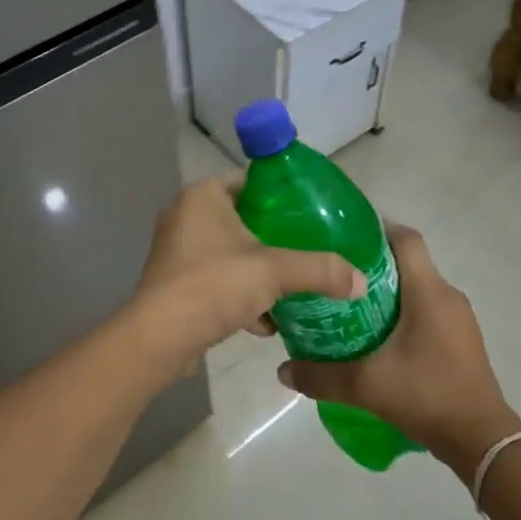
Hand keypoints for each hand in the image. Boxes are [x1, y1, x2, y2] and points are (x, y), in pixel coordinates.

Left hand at [130, 178, 365, 370]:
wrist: (160, 338)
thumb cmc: (214, 285)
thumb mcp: (275, 272)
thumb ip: (320, 270)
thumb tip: (360, 280)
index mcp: (203, 196)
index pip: (250, 182)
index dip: (282, 195)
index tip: (311, 213)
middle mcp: (184, 216)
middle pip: (241, 219)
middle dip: (273, 239)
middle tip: (306, 249)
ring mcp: (175, 251)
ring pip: (228, 254)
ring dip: (256, 272)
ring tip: (290, 288)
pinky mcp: (172, 284)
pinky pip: (214, 281)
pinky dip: (238, 296)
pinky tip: (264, 322)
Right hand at [277, 225, 520, 474]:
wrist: (481, 438)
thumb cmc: (426, 395)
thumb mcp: (366, 386)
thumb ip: (321, 376)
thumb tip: (282, 370)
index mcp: (428, 292)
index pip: (406, 239)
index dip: (377, 228)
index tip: (344, 236)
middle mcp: (447, 295)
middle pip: (409, 262)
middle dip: (373, 264)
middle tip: (336, 276)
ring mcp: (459, 318)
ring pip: (419, 287)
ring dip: (389, 291)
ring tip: (351, 305)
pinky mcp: (462, 339)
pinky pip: (429, 309)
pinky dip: (404, 312)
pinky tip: (379, 336)